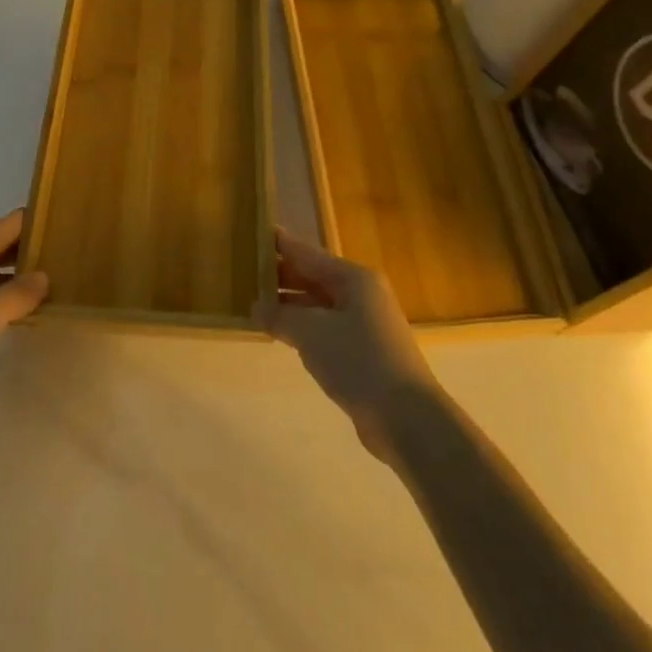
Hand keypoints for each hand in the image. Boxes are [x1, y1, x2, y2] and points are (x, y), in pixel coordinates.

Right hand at [255, 228, 440, 458]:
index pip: (309, 254)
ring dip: (290, 305)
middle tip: (245, 272)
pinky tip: (282, 334)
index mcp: (354, 279)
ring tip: (255, 304)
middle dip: (281, 276)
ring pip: (319, 305)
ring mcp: (364, 324)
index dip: (281, 245)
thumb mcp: (312, 334)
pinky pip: (325, 329)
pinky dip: (303, 328)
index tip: (256, 234)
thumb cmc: (359, 361)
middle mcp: (361, 294)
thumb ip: (281, 316)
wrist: (406, 417)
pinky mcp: (363, 352)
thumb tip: (256, 306)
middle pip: (314, 278)